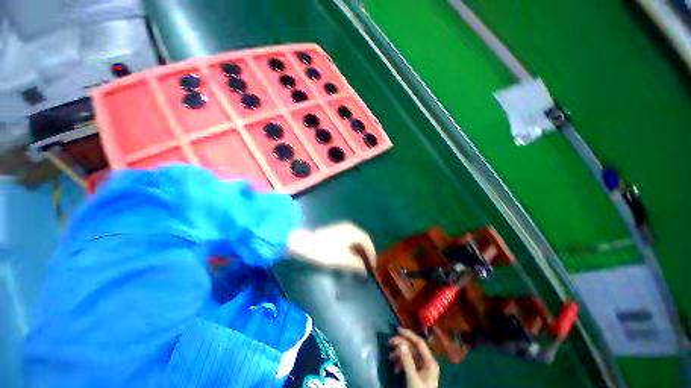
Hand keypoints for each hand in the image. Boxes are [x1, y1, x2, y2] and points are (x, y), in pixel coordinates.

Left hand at [287, 222, 375, 272]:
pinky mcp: (334, 231)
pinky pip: (348, 239)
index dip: (372, 254)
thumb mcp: (343, 259)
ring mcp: (341, 228)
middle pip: (362, 239)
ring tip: (358, 262)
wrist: (305, 243)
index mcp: (353, 231)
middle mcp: (349, 227)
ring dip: (358, 250)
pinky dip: (351, 248)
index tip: (373, 266)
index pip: (367, 241)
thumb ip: (356, 264)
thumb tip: (364, 270)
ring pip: (354, 239)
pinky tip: (348, 256)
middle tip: (367, 265)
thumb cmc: (326, 251)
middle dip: (365, 252)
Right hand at [389, 328, 439, 387]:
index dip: (408, 334)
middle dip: (401, 345)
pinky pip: (409, 362)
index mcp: (430, 361)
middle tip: (389, 343)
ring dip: (399, 355)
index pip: (419, 342)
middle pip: (413, 348)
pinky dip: (401, 363)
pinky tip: (395, 368)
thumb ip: (407, 360)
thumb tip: (400, 343)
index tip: (397, 329)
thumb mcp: (412, 377)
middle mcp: (427, 362)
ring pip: (410, 355)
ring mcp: (423, 368)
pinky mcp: (418, 373)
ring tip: (390, 358)